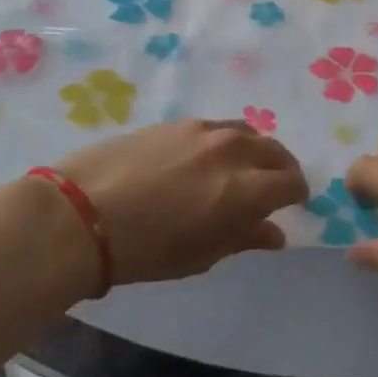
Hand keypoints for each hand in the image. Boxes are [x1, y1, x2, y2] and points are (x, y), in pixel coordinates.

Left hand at [54, 120, 309, 284]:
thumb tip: (274, 233)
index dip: (297, 193)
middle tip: (275, 187)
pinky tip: (209, 157)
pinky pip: (217, 126)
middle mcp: (231, 151)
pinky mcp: (175, 122)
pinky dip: (227, 140)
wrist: (80, 214)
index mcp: (244, 189)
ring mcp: (202, 130)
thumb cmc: (144, 249)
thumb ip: (243, 237)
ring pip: (247, 132)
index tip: (293, 204)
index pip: (290, 182)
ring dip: (256, 150)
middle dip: (282, 169)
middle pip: (275, 151)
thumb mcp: (201, 254)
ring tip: (244, 168)